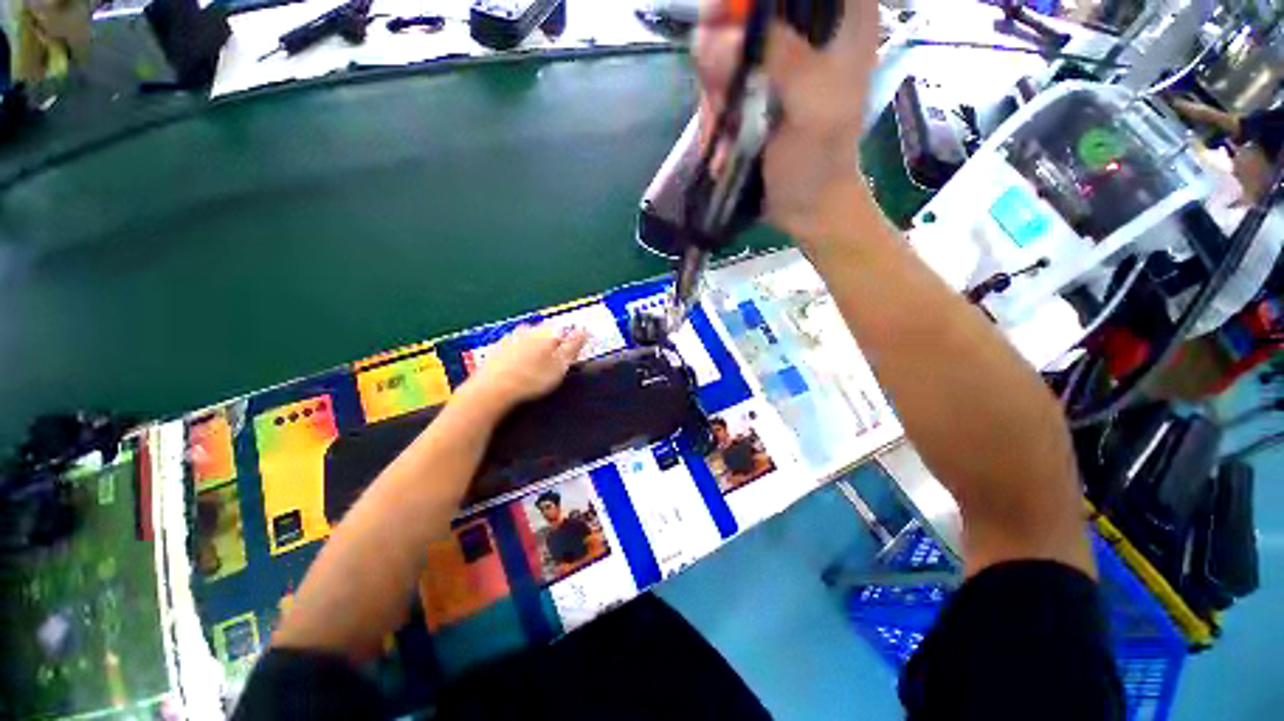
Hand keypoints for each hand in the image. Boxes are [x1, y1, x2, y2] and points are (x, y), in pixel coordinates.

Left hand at [464, 324, 587, 411]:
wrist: (491, 389)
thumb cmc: (532, 378)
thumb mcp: (560, 365)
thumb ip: (573, 346)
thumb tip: (584, 330)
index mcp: (547, 332)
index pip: (566, 328)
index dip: (574, 339)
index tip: (576, 352)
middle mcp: (528, 329)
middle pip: (547, 333)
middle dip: (555, 343)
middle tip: (558, 362)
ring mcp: (510, 337)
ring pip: (530, 339)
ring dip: (537, 349)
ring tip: (539, 368)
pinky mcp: (496, 349)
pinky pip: (515, 348)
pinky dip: (521, 355)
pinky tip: (520, 369)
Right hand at [695, 0, 882, 243]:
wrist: (806, 206)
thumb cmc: (820, 159)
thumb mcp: (813, 105)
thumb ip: (780, 58)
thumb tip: (718, 35)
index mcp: (840, 18)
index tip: (724, 16)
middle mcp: (804, 31)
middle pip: (748, 8)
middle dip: (724, 42)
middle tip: (719, 82)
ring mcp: (773, 62)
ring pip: (725, 45)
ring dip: (715, 85)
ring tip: (724, 122)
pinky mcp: (750, 91)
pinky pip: (718, 82)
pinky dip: (713, 108)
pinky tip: (722, 137)